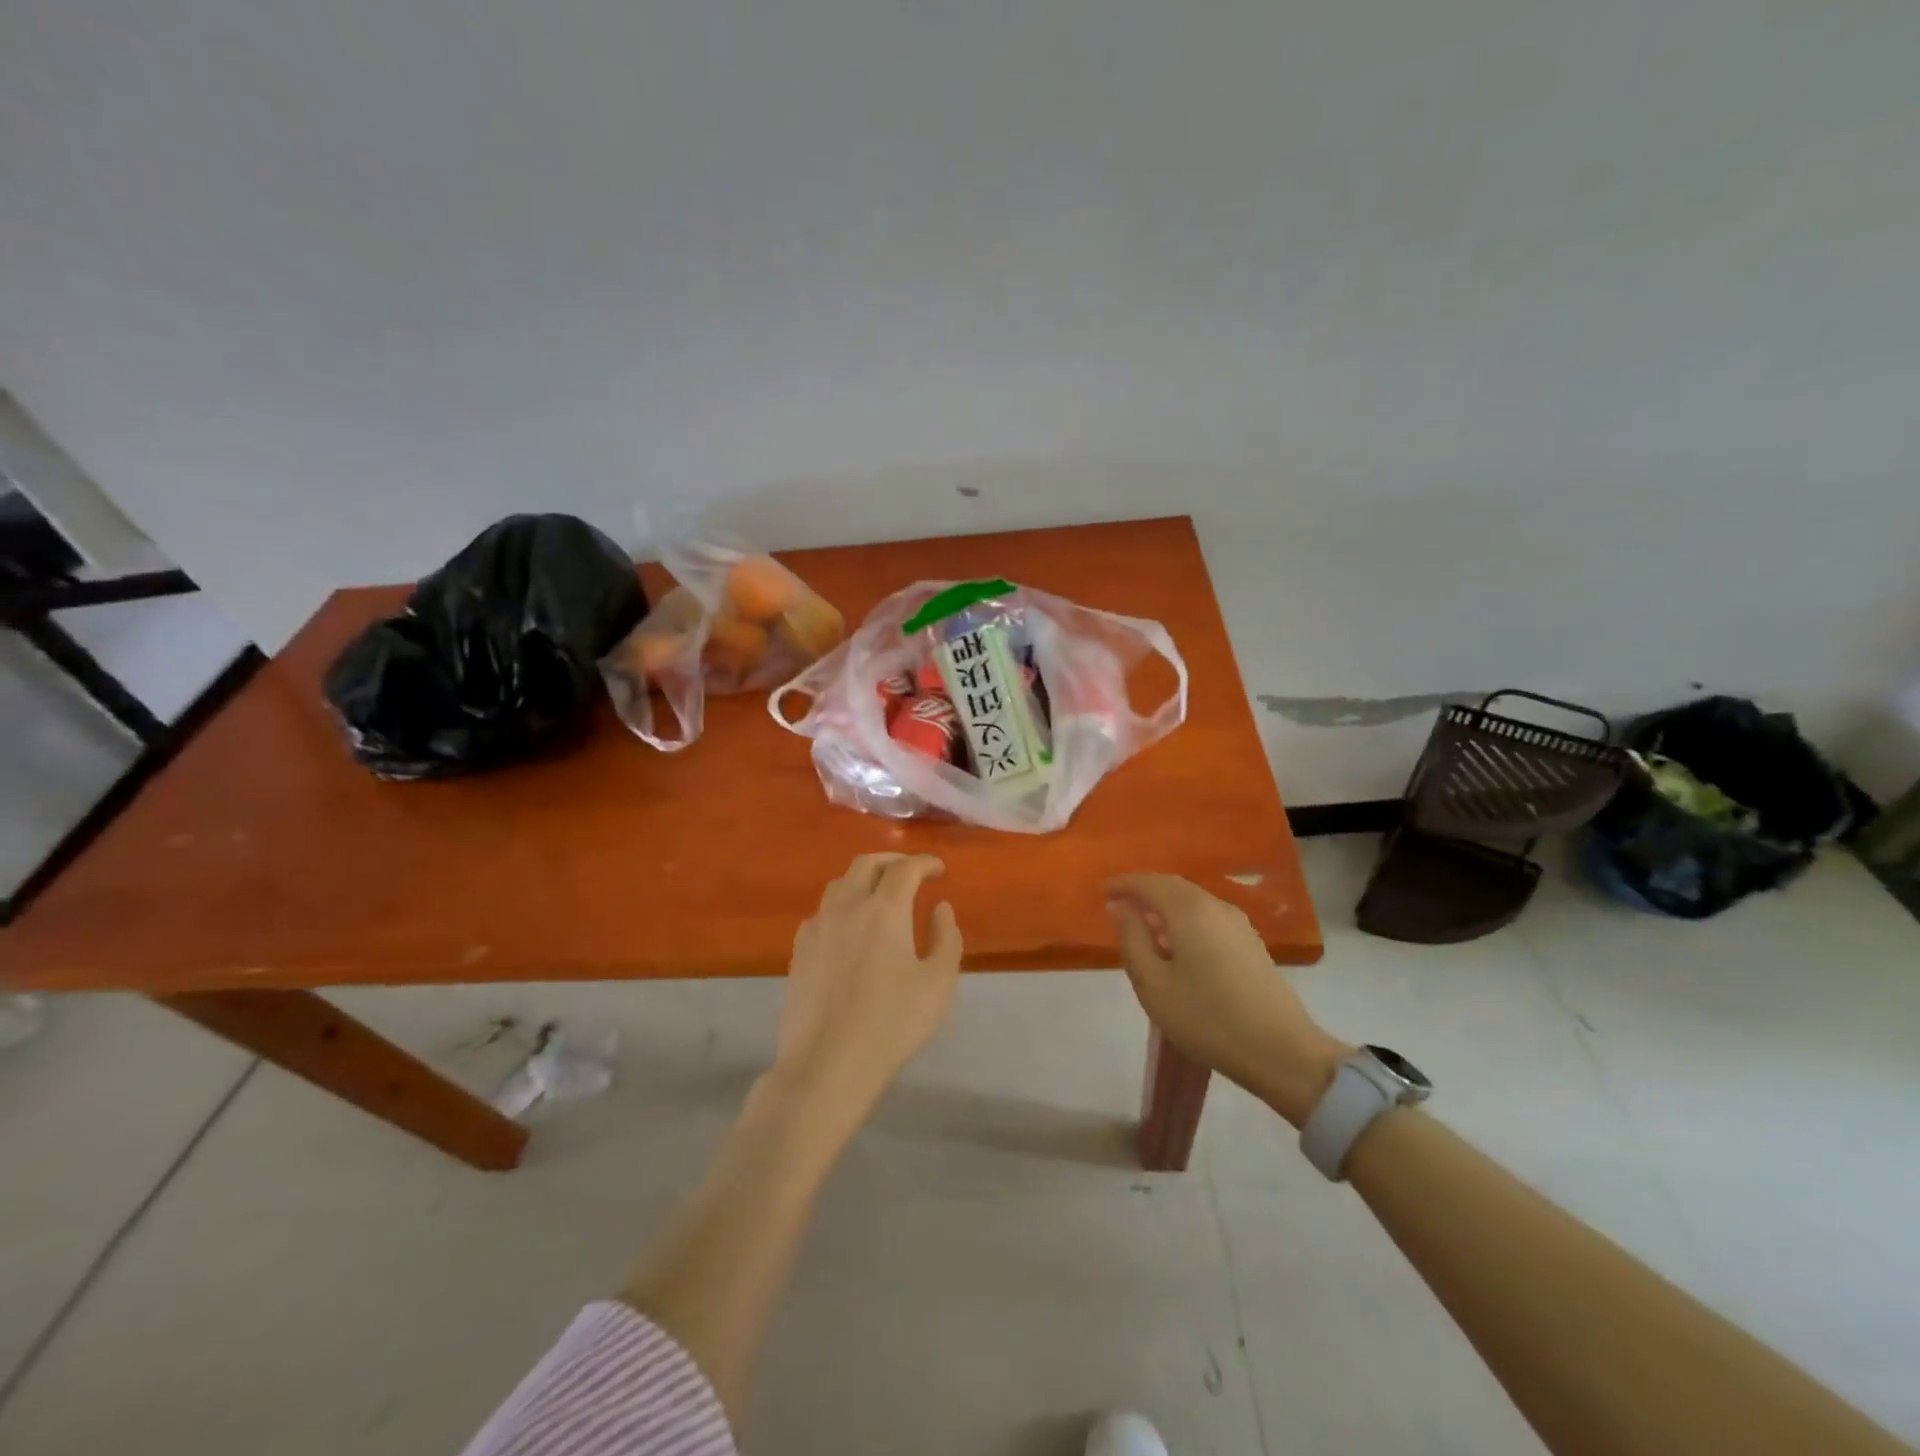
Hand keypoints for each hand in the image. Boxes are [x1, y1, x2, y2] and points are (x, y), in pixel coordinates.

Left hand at [772, 854, 962, 1128]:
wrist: (827, 1063)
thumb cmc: (892, 1023)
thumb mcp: (938, 983)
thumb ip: (946, 938)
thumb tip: (940, 907)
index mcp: (884, 909)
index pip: (906, 868)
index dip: (925, 862)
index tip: (939, 870)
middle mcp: (847, 906)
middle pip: (866, 864)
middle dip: (892, 861)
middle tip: (911, 872)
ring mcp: (817, 927)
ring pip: (839, 884)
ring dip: (863, 879)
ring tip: (880, 894)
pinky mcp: (799, 950)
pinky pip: (822, 912)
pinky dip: (841, 906)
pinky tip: (848, 928)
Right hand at [1107, 874, 1349, 1126]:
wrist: (1281, 1051)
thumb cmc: (1206, 1017)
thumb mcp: (1153, 984)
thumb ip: (1132, 939)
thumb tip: (1120, 908)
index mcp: (1189, 910)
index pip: (1149, 883)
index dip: (1123, 884)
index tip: (1103, 892)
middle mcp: (1216, 906)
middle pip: (1173, 887)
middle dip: (1144, 892)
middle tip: (1119, 906)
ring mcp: (1238, 924)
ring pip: (1193, 902)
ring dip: (1165, 907)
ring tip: (1145, 929)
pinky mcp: (1251, 944)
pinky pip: (1208, 918)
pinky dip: (1185, 921)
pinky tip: (1178, 947)